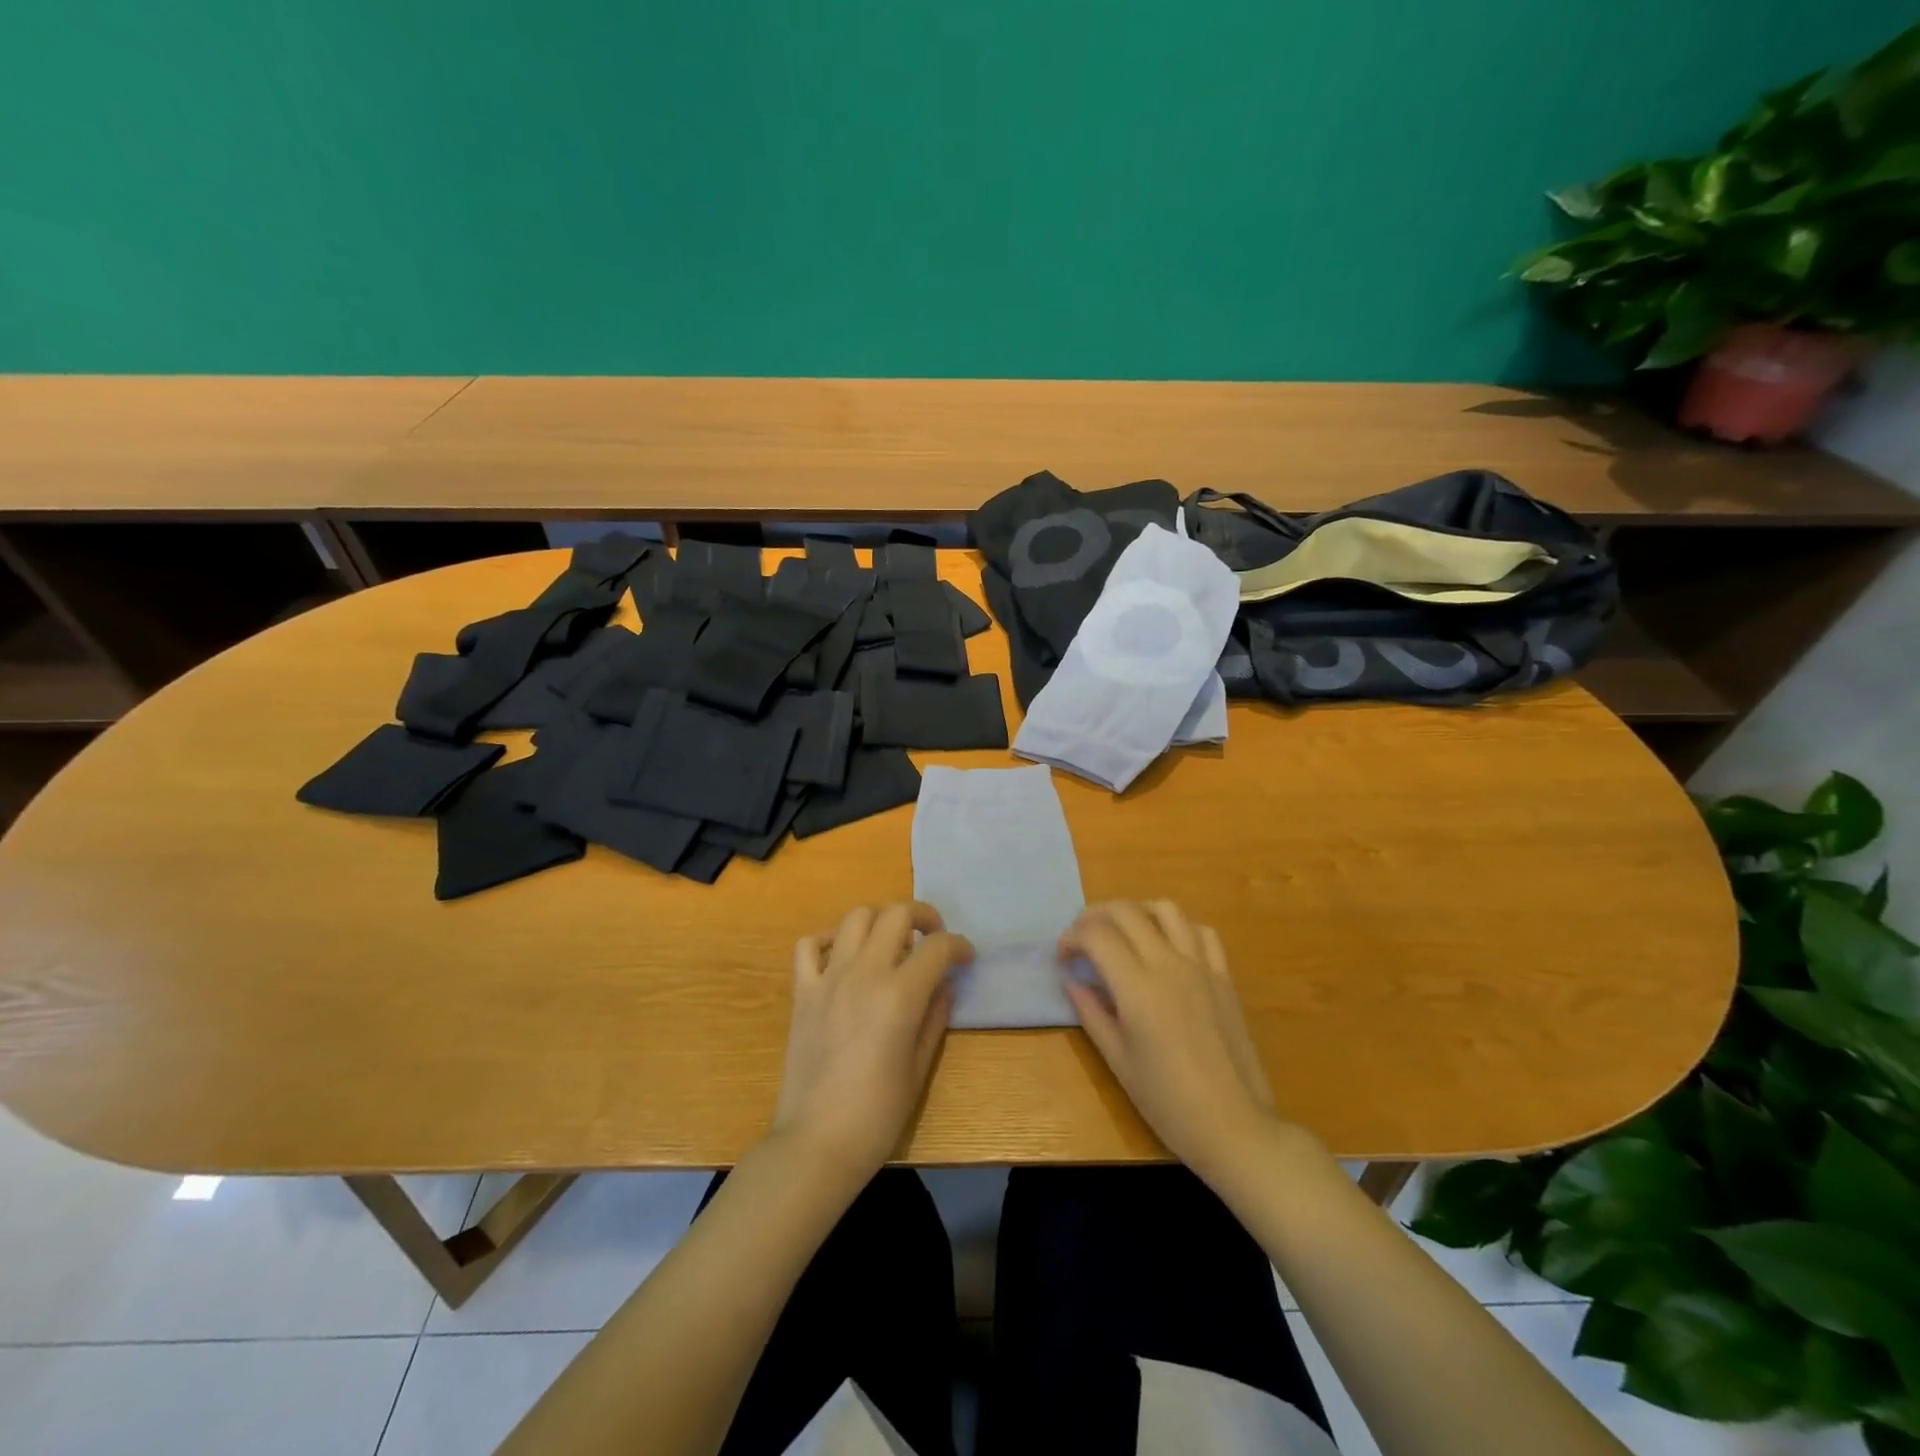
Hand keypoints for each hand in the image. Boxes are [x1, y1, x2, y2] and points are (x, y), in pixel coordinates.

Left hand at [770, 902, 972, 1182]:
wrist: (815, 1144)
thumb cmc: (877, 1115)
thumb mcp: (919, 1068)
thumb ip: (935, 1017)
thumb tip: (944, 986)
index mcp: (900, 995)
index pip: (938, 947)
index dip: (959, 946)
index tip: (966, 957)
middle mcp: (864, 974)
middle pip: (896, 914)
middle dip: (923, 917)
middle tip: (933, 938)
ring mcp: (828, 978)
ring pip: (855, 917)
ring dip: (880, 921)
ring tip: (891, 943)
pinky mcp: (802, 991)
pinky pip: (809, 945)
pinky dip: (829, 940)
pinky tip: (843, 957)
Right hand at [1061, 900, 1280, 1180]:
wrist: (1234, 1126)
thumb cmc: (1168, 1102)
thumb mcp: (1118, 1061)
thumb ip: (1092, 1014)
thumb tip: (1071, 983)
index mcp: (1137, 988)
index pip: (1096, 935)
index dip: (1072, 938)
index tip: (1063, 957)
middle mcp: (1168, 965)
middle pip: (1126, 912)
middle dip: (1095, 916)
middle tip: (1082, 938)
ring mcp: (1201, 966)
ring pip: (1166, 909)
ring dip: (1137, 911)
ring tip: (1123, 933)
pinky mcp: (1224, 976)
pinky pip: (1201, 932)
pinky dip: (1178, 928)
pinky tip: (1168, 947)